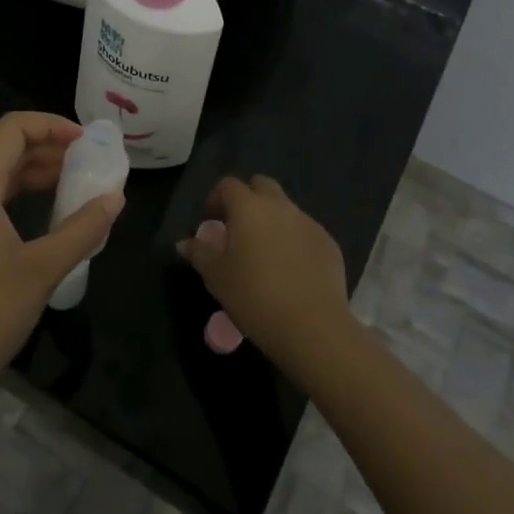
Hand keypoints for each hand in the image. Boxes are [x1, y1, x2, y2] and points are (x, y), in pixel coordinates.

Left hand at [0, 112, 123, 406]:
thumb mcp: (43, 269)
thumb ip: (82, 229)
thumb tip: (116, 198)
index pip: (12, 130)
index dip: (51, 125)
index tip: (87, 140)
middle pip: (5, 150)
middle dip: (49, 148)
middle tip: (91, 161)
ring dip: (37, 173)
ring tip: (79, 183)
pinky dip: (22, 196)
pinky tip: (50, 214)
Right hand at [178, 175, 352, 375]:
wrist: (313, 327)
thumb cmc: (254, 296)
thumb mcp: (216, 277)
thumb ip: (199, 253)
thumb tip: (185, 242)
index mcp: (249, 208)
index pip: (228, 185)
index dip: (216, 197)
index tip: (211, 220)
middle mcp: (280, 207)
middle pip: (262, 186)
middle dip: (249, 199)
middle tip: (239, 228)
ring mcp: (308, 223)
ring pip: (286, 209)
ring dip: (273, 221)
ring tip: (265, 254)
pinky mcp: (329, 244)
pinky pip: (305, 232)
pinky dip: (294, 241)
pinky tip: (291, 271)